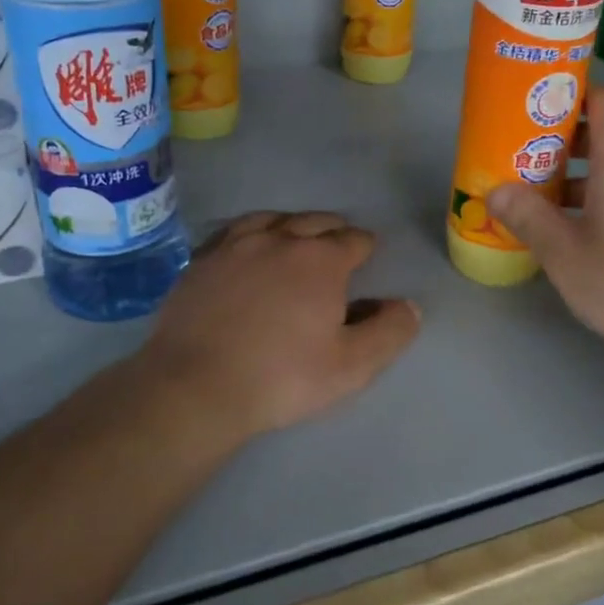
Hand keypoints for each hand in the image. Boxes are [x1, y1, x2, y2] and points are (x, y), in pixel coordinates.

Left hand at [139, 211, 421, 440]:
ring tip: (295, 237)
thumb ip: (388, 332)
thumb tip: (408, 306)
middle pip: (315, 221)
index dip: (365, 248)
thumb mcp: (351, 366)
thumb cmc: (281, 377)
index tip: (366, 258)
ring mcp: (235, 245)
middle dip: (332, 230)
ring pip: (272, 218)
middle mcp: (279, 239)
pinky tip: (247, 246)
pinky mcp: (201, 260)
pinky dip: (250, 233)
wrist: (194, 386)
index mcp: (321, 260)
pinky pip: (233, 231)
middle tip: (336, 245)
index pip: (354, 240)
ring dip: (291, 225)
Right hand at [490, 88, 603, 374]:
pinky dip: (603, 202)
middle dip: (562, 145)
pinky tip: (578, 236)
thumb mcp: (564, 253)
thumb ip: (528, 216)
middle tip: (522, 162)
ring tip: (540, 204)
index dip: (572, 96)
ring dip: (580, 179)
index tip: (534, 109)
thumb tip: (496, 190)